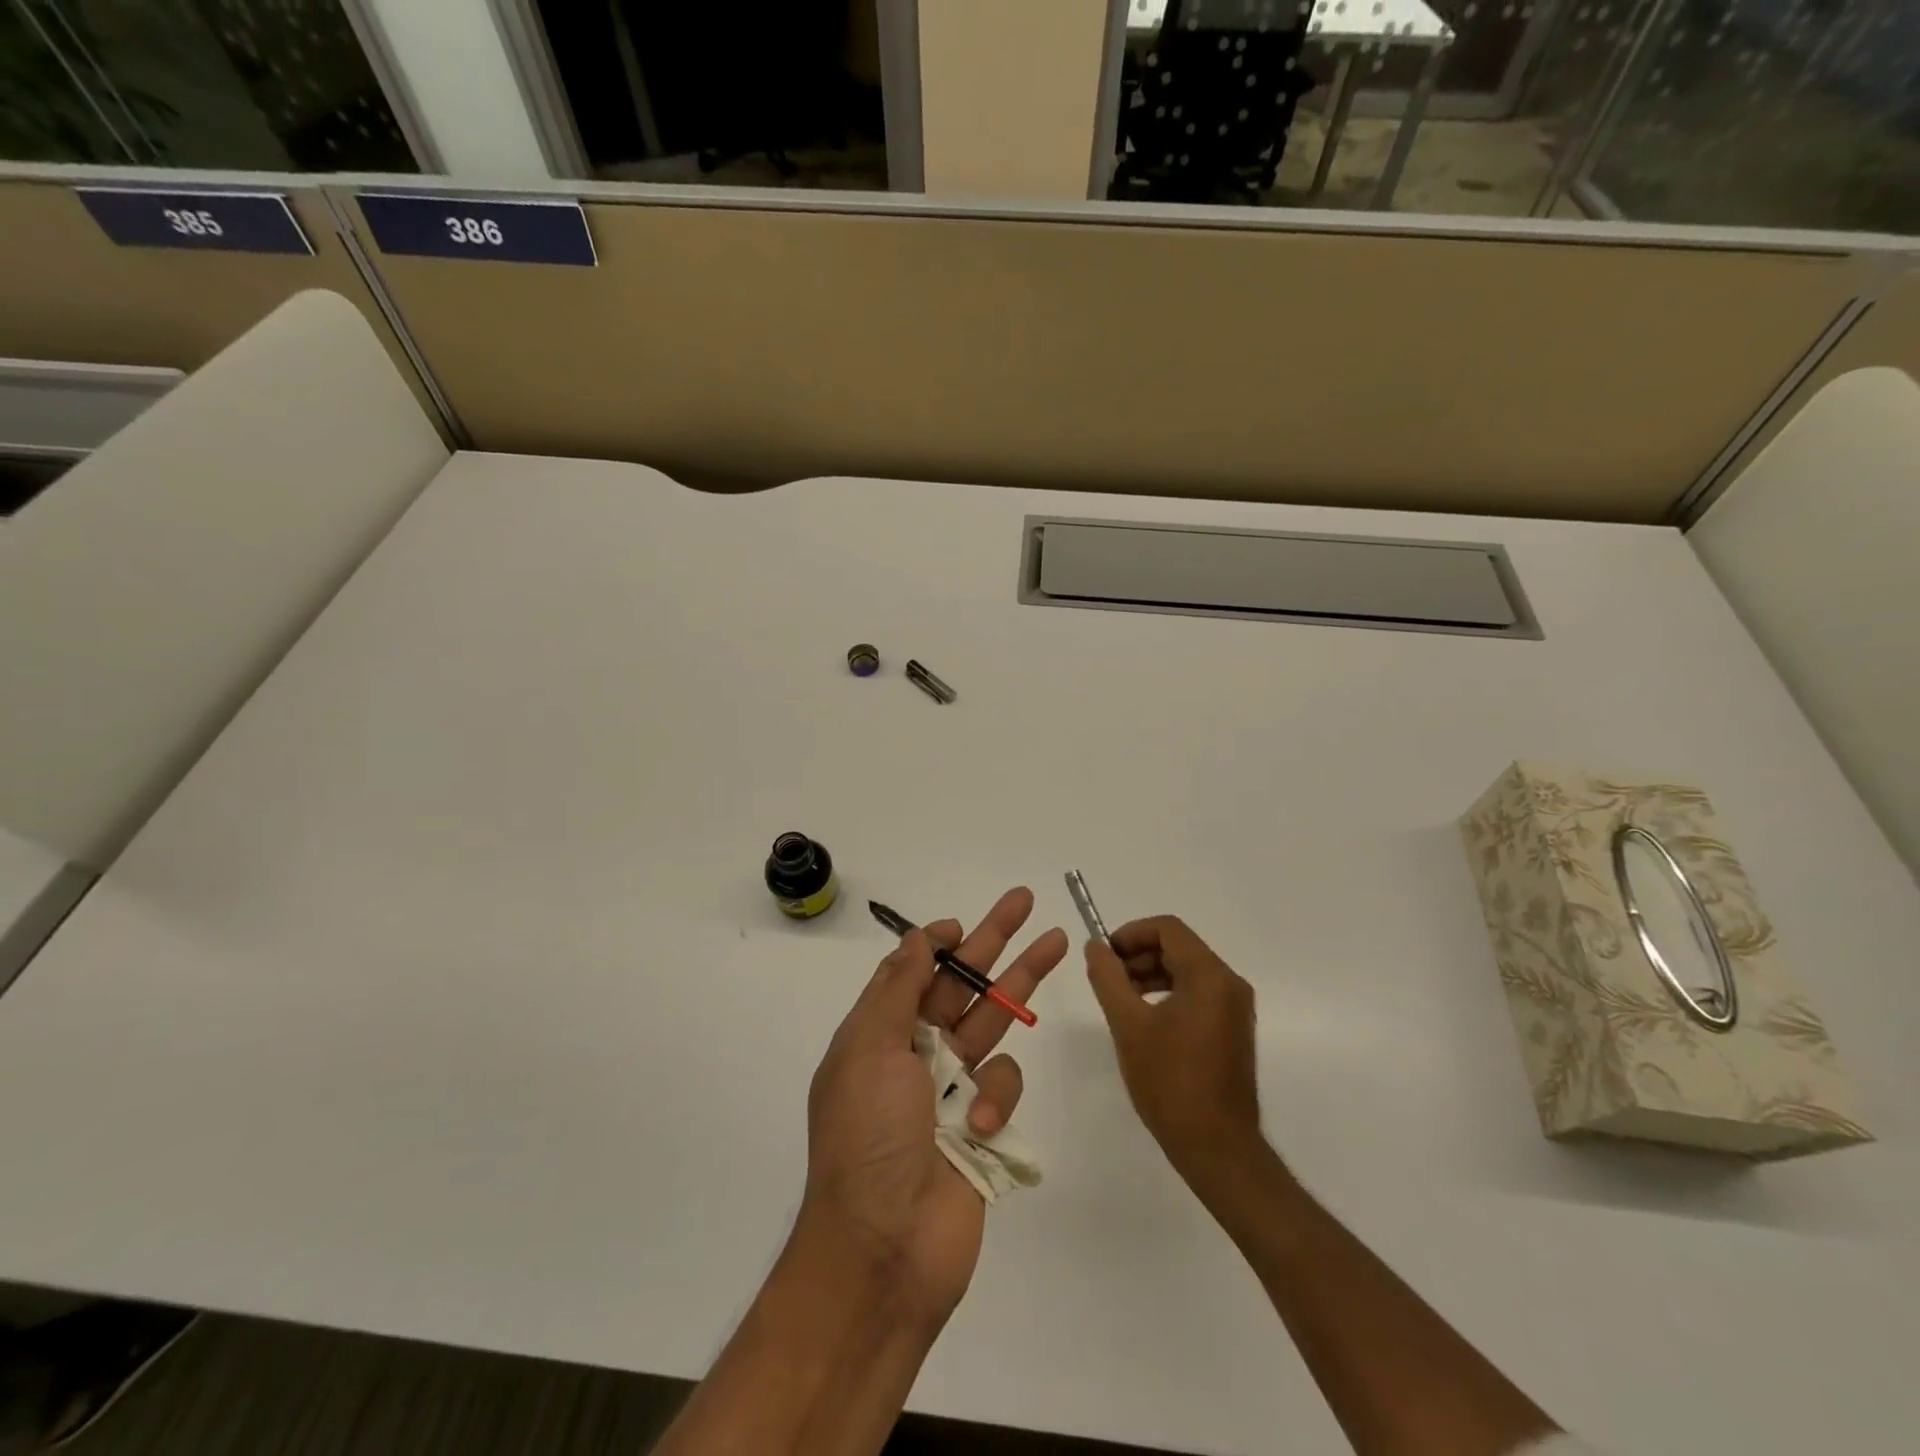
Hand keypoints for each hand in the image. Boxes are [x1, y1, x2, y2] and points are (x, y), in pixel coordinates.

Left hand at [801, 888, 1066, 1324]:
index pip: (913, 972)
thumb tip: (916, 939)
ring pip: (994, 1023)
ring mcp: (951, 1089)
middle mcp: (915, 1054)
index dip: (939, 943)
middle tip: (1027, 902)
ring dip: (1020, 986)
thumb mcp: (868, 1050)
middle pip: (963, 984)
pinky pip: (1003, 1087)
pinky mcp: (982, 1125)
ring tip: (1056, 945)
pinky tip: (979, 1126)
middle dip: (995, 941)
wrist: (884, 1252)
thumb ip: (897, 990)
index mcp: (879, 1033)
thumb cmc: (867, 1138)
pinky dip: (996, 1099)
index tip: (964, 923)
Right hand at [1086, 916, 1263, 1185]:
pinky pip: (1197, 993)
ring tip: (1120, 998)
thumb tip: (1095, 945)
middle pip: (1178, 947)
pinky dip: (1167, 993)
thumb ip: (1108, 978)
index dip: (1130, 933)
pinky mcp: (1233, 1029)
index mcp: (1210, 976)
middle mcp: (1229, 984)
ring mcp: (1235, 1008)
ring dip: (1150, 974)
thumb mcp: (1128, 1025)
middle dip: (1138, 955)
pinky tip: (1144, 1019)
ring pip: (1187, 970)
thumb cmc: (1170, 1083)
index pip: (1167, 929)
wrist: (1218, 1149)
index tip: (1103, 955)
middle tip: (1106, 978)